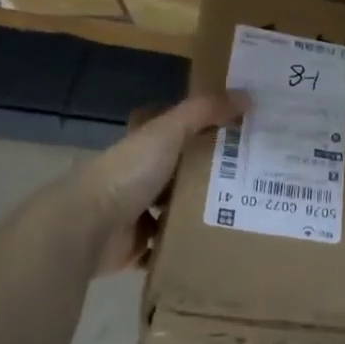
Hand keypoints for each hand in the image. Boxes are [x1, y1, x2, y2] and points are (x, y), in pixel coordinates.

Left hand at [74, 91, 247, 273]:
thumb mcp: (169, 131)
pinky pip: (166, 246)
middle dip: (212, 175)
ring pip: (176, 210)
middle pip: (182, 172)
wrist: (88, 227)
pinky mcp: (136, 246)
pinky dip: (184, 248)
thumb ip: (204, 111)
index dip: (205, 128)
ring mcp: (136, 213)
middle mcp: (140, 175)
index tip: (240, 133)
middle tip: (255, 179)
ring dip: (201, 213)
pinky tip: (215, 244)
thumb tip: (248, 95)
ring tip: (244, 214)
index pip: (177, 130)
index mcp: (145, 145)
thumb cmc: (129, 172)